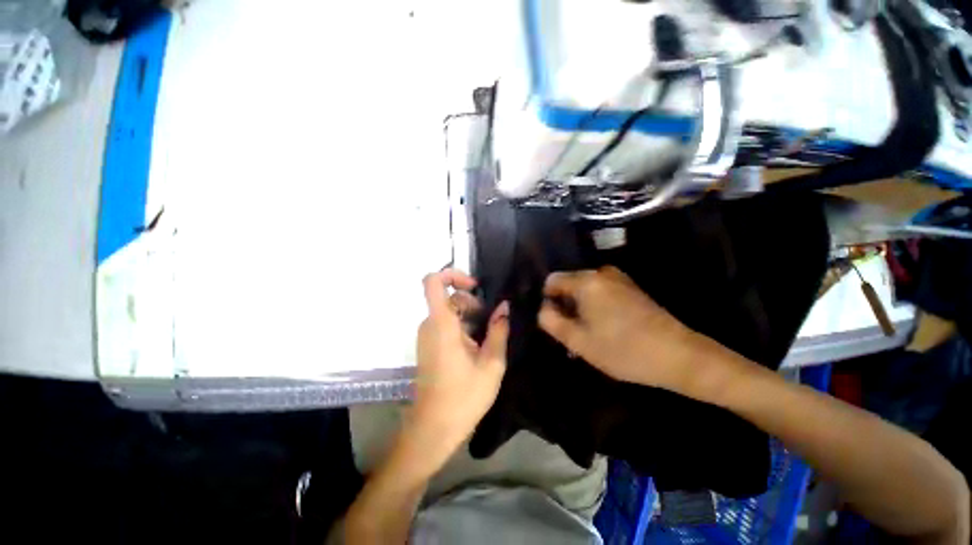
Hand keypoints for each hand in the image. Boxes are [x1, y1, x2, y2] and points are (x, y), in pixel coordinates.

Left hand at [408, 269, 508, 470]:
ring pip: (448, 311)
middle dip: (471, 302)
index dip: (452, 274)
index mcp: (442, 325)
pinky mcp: (428, 345)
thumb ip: (499, 331)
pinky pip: (445, 324)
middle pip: (448, 297)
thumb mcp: (491, 364)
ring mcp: (426, 336)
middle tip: (490, 323)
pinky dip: (462, 327)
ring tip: (486, 338)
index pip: (433, 282)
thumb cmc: (463, 398)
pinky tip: (476, 347)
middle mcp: (429, 325)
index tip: (475, 286)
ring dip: (469, 316)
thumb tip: (505, 307)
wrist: (432, 429)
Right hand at [538, 266, 709, 394]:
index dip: (547, 300)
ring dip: (580, 310)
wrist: (679, 356)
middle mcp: (601, 273)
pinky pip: (601, 293)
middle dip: (565, 307)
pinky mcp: (630, 288)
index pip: (552, 281)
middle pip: (569, 285)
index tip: (554, 322)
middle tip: (571, 334)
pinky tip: (604, 330)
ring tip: (588, 335)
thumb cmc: (623, 350)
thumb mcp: (578, 340)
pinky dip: (595, 308)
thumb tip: (543, 308)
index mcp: (586, 281)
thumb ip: (551, 321)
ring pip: (585, 291)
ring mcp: (618, 279)